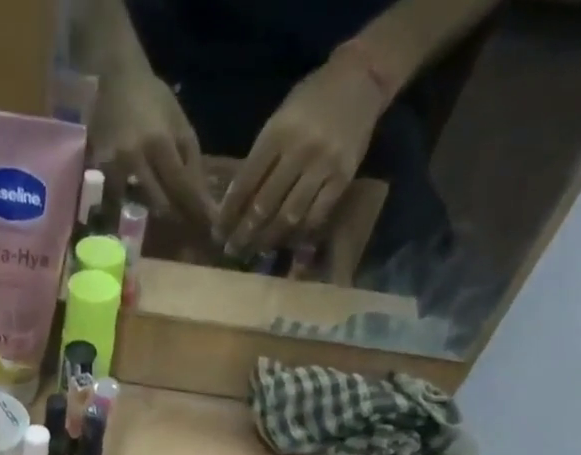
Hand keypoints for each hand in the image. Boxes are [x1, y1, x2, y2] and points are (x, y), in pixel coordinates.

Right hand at [92, 62, 211, 223]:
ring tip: (163, 212)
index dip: (198, 209)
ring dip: (153, 210)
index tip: (212, 227)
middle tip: (190, 226)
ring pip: (138, 206)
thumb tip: (203, 196)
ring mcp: (115, 167)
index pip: (182, 186)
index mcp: (160, 143)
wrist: (115, 79)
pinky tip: (133, 202)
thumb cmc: (152, 99)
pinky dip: (128, 204)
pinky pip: (118, 199)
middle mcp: (136, 159)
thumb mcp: (179, 122)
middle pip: (161, 204)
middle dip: (177, 216)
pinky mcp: (100, 172)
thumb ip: (191, 158)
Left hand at [214, 49, 387, 257]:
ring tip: (256, 251)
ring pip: (289, 215)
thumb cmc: (312, 100)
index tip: (218, 234)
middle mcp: (299, 150)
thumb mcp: (279, 119)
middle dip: (244, 234)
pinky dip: (299, 233)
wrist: (362, 77)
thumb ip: (260, 158)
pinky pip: (316, 215)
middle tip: (233, 250)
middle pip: (264, 205)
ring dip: (269, 239)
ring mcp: (323, 164)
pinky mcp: (343, 176)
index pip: (244, 184)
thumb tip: (237, 203)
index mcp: (277, 133)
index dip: (228, 214)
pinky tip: (287, 242)